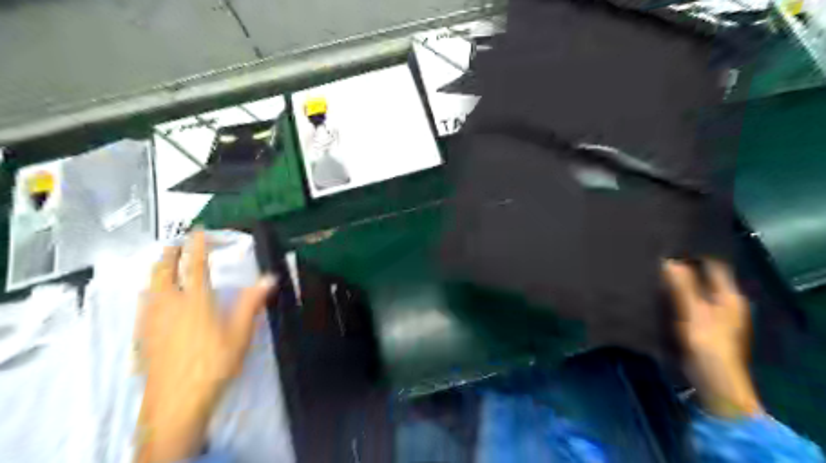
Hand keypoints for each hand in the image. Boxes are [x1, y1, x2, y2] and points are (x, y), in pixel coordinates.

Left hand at [135, 231, 276, 461]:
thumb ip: (253, 302)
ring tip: (162, 265)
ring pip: (148, 286)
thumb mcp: (241, 333)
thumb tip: (270, 278)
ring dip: (156, 270)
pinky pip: (142, 305)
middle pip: (163, 271)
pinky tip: (150, 299)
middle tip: (176, 244)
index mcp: (195, 300)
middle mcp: (169, 304)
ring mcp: (151, 320)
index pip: (196, 265)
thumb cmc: (214, 364)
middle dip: (169, 253)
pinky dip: (148, 292)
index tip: (199, 231)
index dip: (197, 245)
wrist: (177, 401)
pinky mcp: (142, 336)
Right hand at [663, 261, 763, 419]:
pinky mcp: (699, 325)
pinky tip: (655, 292)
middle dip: (680, 267)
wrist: (713, 381)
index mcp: (729, 295)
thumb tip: (667, 259)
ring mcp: (711, 314)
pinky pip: (684, 302)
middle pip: (701, 277)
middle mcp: (723, 301)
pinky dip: (672, 296)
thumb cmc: (708, 343)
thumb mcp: (693, 312)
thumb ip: (681, 285)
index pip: (713, 265)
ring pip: (691, 290)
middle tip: (654, 256)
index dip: (694, 253)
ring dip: (675, 282)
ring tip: (651, 271)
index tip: (669, 243)